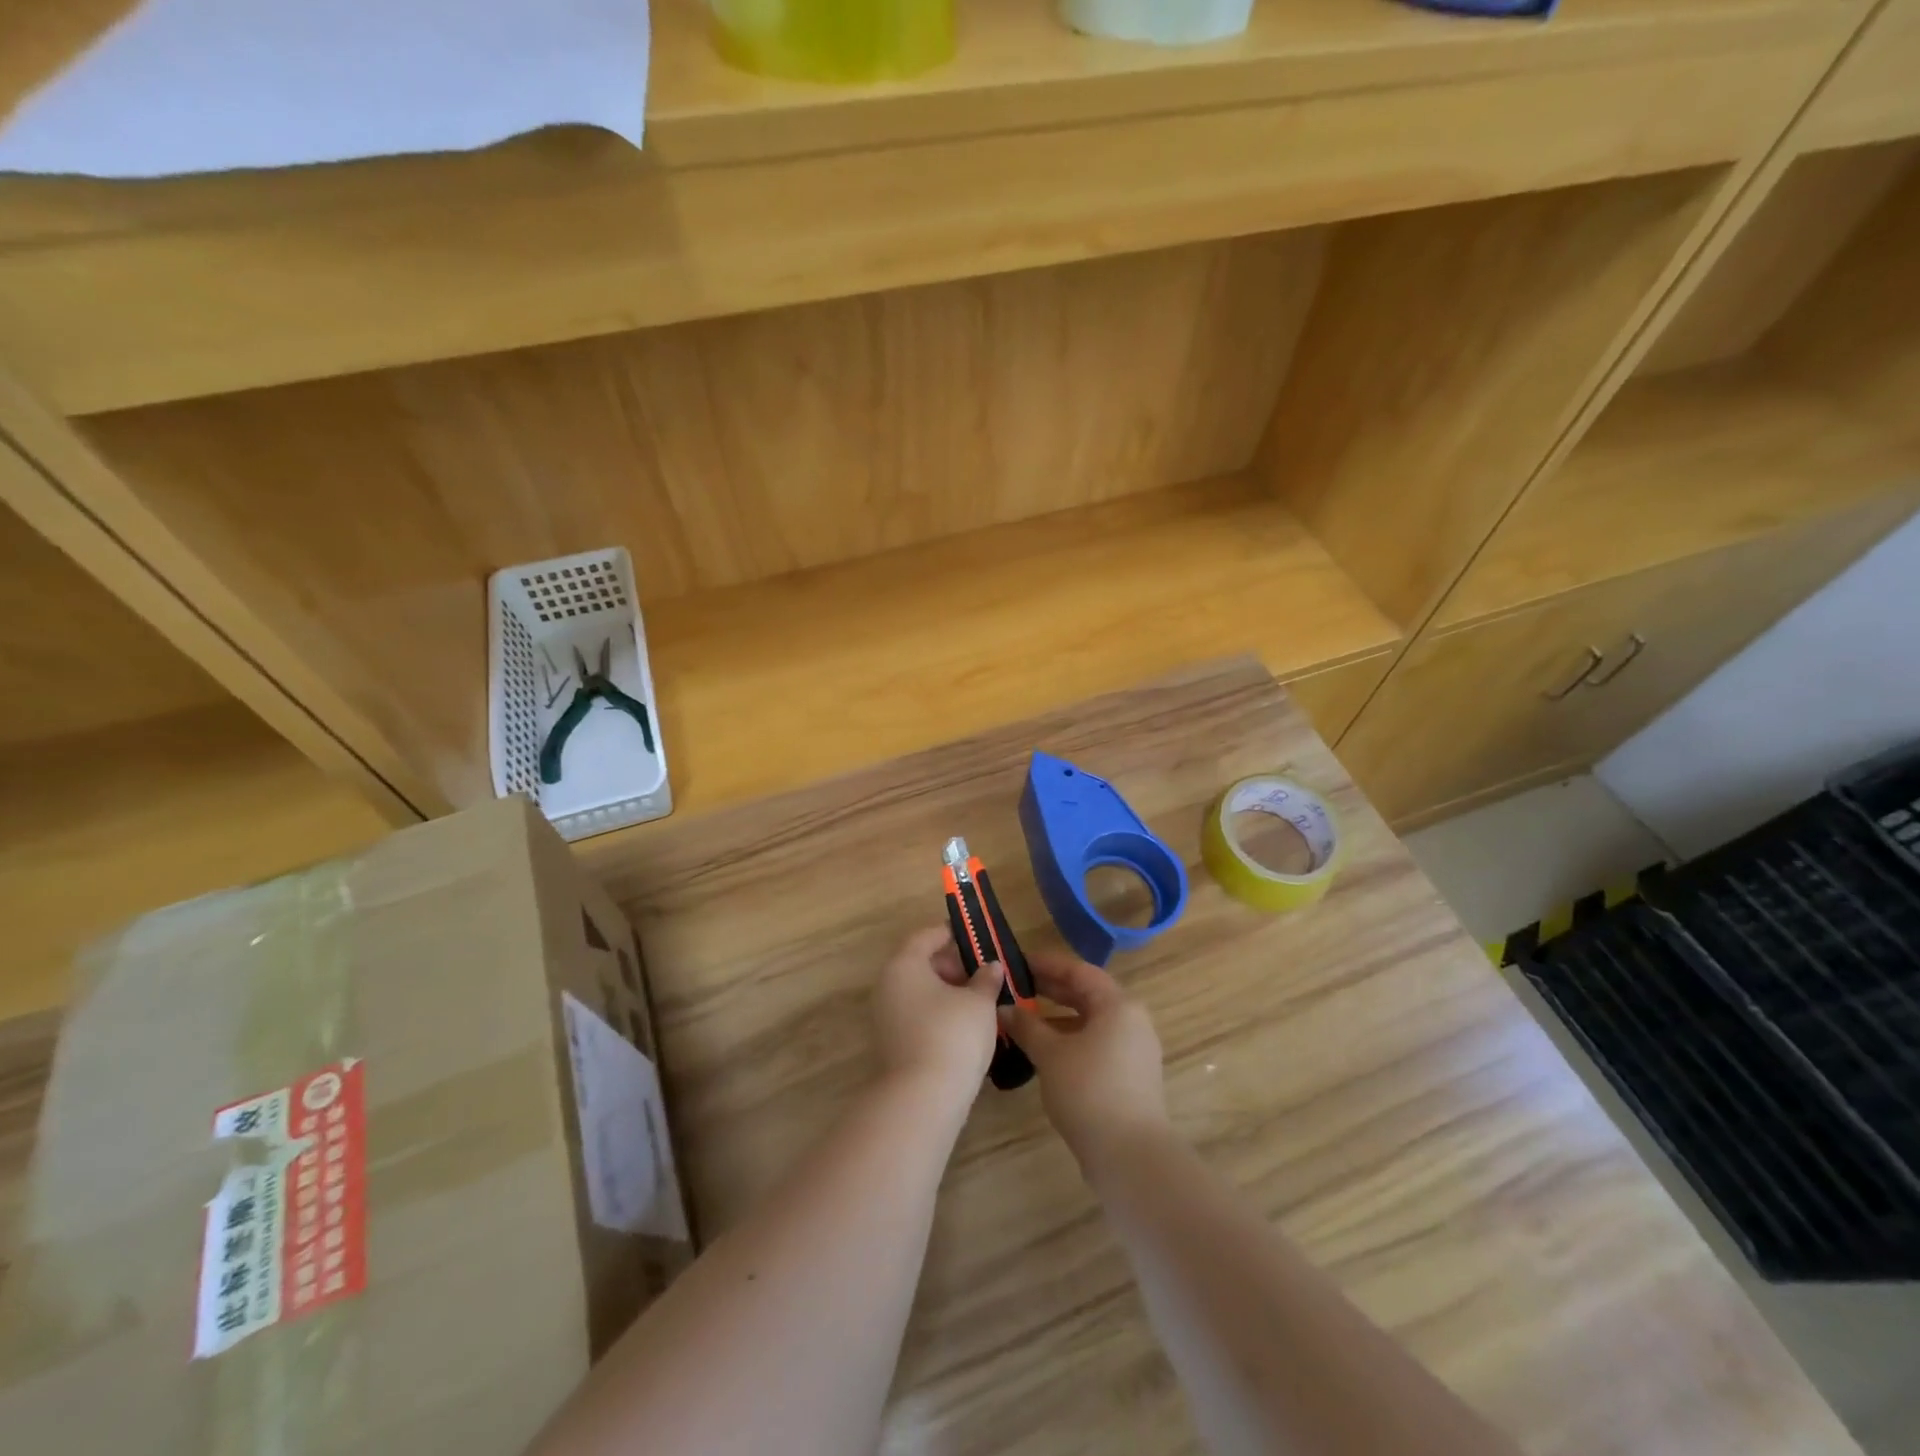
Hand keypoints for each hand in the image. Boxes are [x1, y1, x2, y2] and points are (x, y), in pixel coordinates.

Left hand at [872, 927, 1005, 1101]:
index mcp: (904, 965)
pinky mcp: (893, 1044)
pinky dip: (939, 1014)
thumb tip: (991, 966)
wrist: (922, 1098)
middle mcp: (888, 986)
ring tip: (980, 1002)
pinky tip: (965, 1028)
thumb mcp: (979, 1002)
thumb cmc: (952, 1035)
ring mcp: (886, 1017)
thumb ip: (986, 979)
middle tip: (983, 975)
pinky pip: (918, 1015)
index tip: (974, 938)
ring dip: (948, 993)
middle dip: (953, 966)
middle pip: (920, 964)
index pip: (925, 936)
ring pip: (920, 992)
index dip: (950, 933)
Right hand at [999, 951, 1168, 1169]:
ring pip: (1091, 1020)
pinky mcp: (1131, 1075)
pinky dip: (1071, 1038)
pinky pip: (1097, 1042)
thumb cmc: (1089, 1091)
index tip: (1017, 962)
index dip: (1046, 964)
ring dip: (1058, 1016)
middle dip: (1051, 989)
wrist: (1130, 1155)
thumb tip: (1003, 1009)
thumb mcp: (1050, 1054)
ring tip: (1024, 1018)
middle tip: (1017, 986)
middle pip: (1087, 994)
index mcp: (1118, 1005)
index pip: (1078, 971)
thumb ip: (1026, 1026)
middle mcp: (1131, 1020)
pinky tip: (1044, 1049)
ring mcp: (1134, 1049)